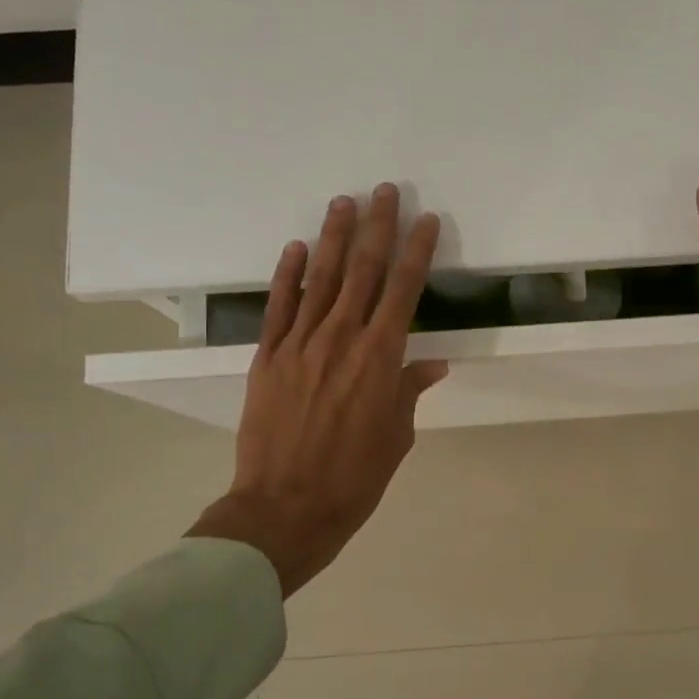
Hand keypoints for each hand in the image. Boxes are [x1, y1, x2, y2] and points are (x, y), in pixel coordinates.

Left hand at [188, 185, 446, 595]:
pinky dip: (288, 274)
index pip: (403, 291)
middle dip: (378, 228)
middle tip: (385, 191)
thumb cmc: (353, 479)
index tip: (426, 221)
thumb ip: (408, 391)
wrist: (285, 507)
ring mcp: (299, 344)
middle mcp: (341, 339)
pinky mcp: (268, 357)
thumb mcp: (395, 437)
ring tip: (344, 202)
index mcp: (379, 359)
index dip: (417, 252)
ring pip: (321, 278)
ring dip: (334, 237)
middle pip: (363, 271)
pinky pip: (279, 307)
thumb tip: (430, 364)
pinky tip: (297, 248)